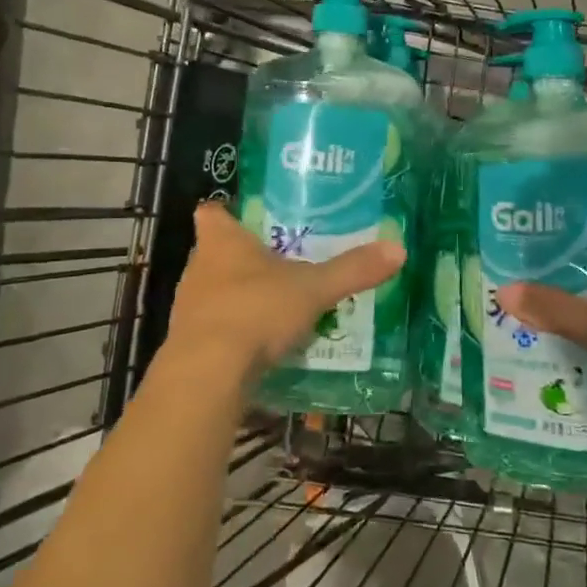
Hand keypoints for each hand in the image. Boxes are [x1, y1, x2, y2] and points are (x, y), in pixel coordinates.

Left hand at [165, 202, 405, 390]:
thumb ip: (352, 270)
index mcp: (221, 241)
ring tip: (275, 304)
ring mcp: (188, 307)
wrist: (208, 374)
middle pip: (215, 252)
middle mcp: (198, 267)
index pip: (211, 212)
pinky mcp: (188, 343)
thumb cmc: (256, 311)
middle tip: (279, 261)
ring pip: (214, 291)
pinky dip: (234, 332)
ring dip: (238, 296)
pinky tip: (261, 344)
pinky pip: (215, 328)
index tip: (248, 217)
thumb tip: (398, 248)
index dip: (227, 211)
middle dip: (242, 257)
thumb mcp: (313, 289)